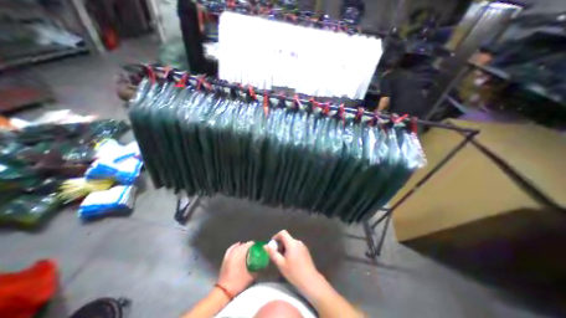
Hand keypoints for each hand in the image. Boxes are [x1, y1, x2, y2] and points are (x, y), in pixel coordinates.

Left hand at [218, 242, 255, 295]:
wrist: (225, 291)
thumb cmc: (239, 282)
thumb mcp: (251, 276)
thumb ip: (258, 268)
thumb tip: (263, 264)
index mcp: (241, 253)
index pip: (249, 244)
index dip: (254, 245)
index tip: (258, 248)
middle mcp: (235, 251)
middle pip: (243, 245)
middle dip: (249, 246)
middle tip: (254, 250)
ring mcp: (229, 254)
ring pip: (237, 246)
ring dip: (243, 246)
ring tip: (247, 249)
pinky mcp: (225, 258)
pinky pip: (231, 249)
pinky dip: (235, 246)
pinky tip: (237, 246)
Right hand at [264, 230, 319, 294]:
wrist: (310, 280)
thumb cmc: (294, 272)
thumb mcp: (281, 264)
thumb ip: (272, 253)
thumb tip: (265, 246)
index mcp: (292, 243)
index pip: (282, 233)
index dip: (276, 237)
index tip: (272, 245)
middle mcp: (298, 242)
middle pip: (286, 238)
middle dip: (280, 245)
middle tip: (278, 257)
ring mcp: (302, 246)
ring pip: (291, 243)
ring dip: (285, 249)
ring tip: (285, 261)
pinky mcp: (305, 250)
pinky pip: (295, 246)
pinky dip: (291, 251)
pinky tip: (292, 262)